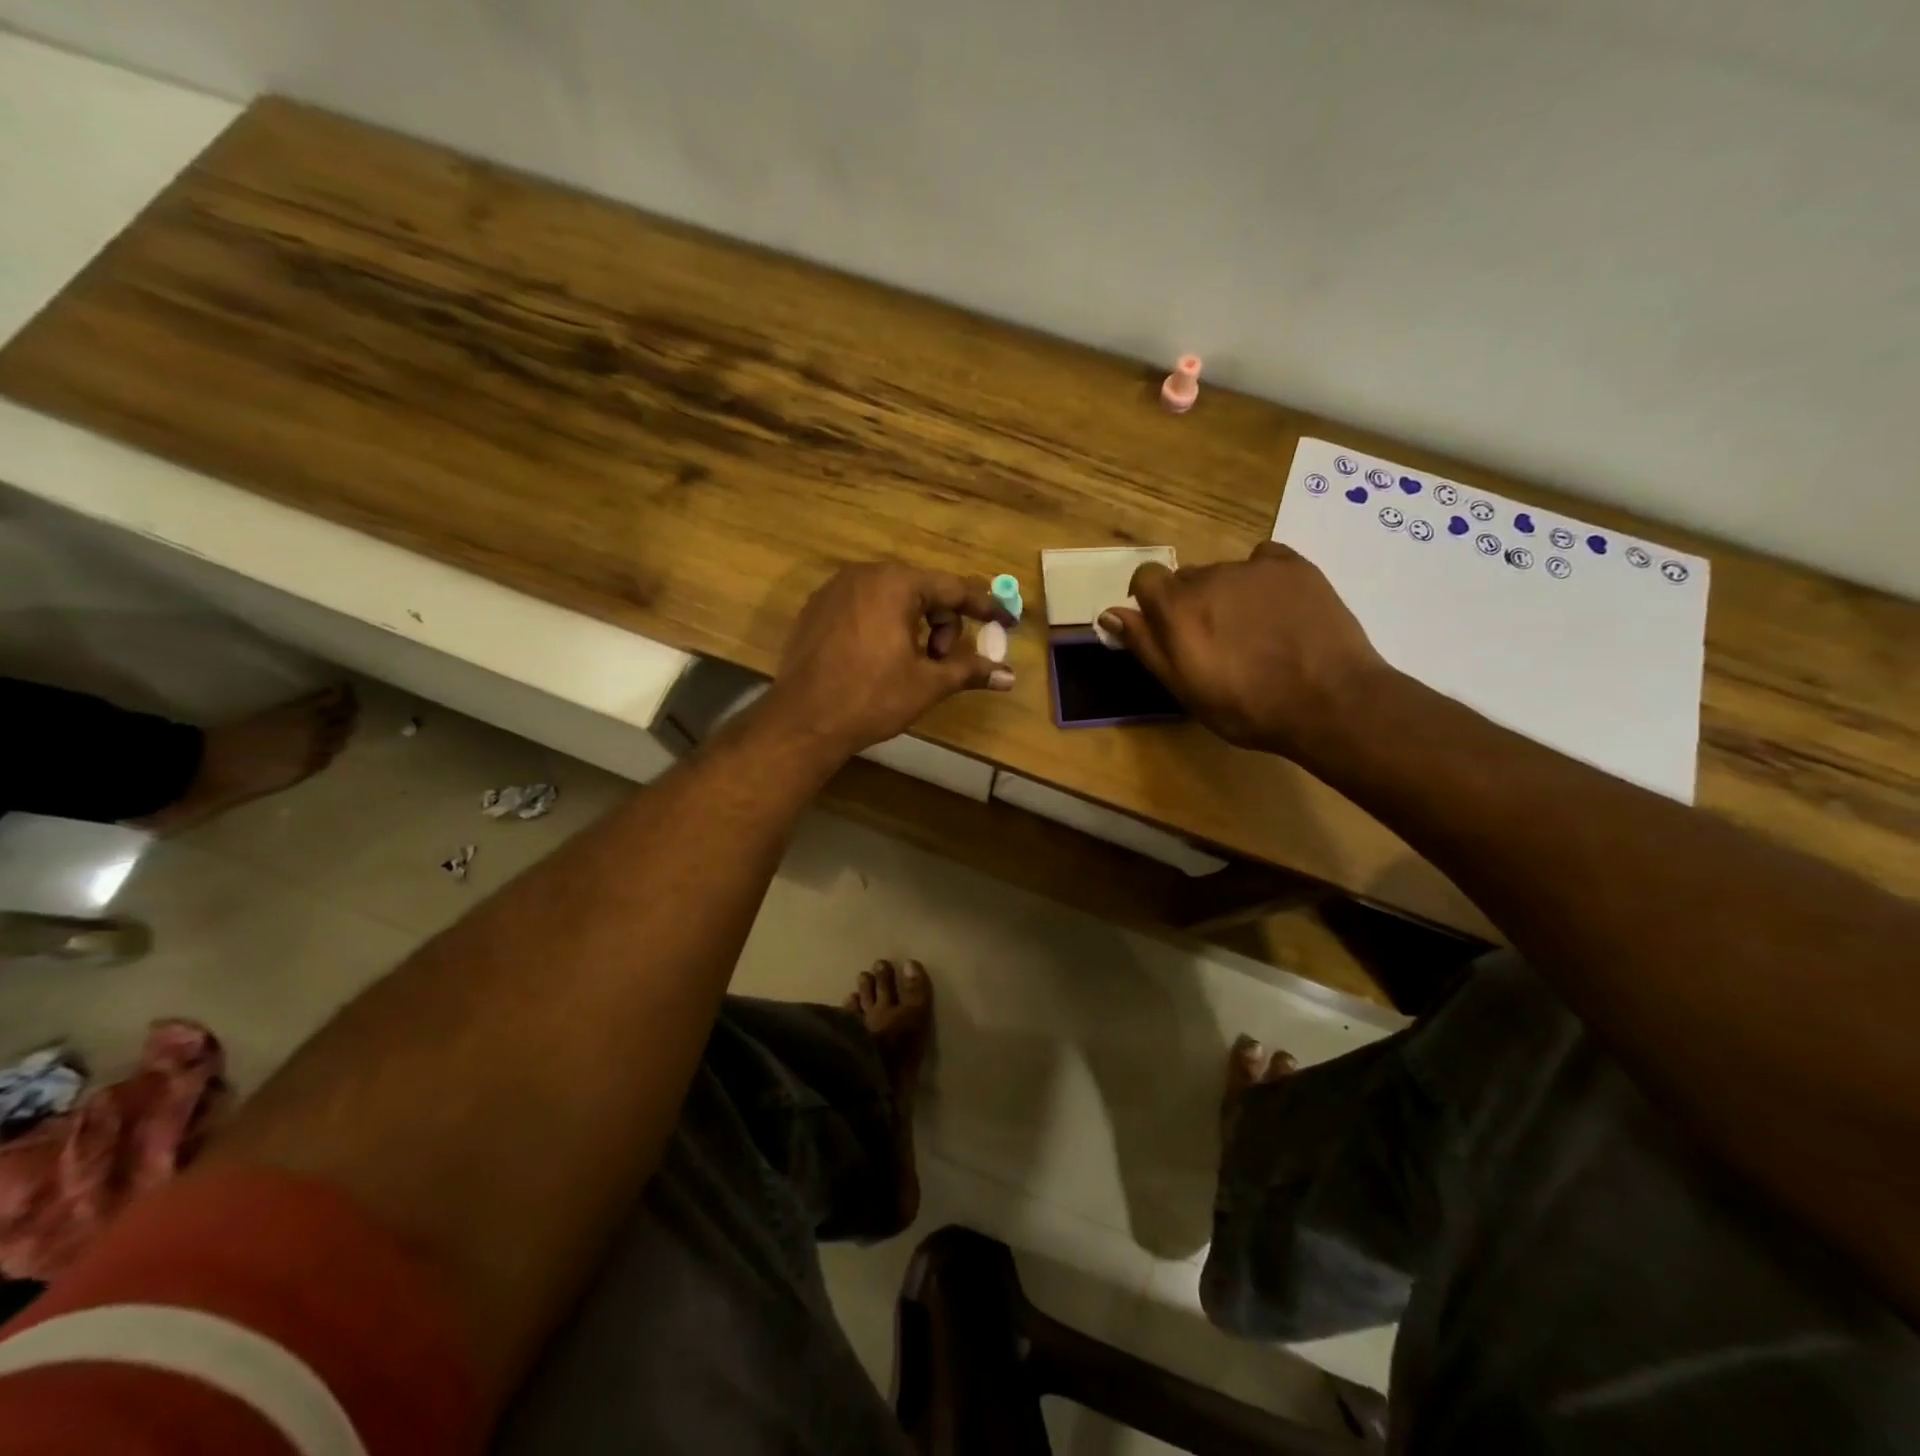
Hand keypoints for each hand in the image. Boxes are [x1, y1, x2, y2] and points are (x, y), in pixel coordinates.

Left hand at [759, 563, 1015, 759]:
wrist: (803, 721)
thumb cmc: (872, 697)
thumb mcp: (928, 683)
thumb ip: (970, 670)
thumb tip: (1009, 677)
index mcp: (895, 584)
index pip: (953, 589)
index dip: (985, 607)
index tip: (1007, 622)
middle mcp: (864, 575)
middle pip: (922, 590)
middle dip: (943, 624)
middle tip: (942, 661)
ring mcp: (834, 590)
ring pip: (892, 598)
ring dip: (914, 626)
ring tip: (911, 664)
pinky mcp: (815, 610)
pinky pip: (864, 608)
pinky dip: (884, 626)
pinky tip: (880, 660)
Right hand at [1099, 542, 1387, 759]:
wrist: (1329, 701)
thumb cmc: (1246, 707)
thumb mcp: (1184, 687)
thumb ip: (1145, 645)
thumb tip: (1110, 613)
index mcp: (1176, 607)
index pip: (1145, 577)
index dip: (1149, 599)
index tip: (1163, 625)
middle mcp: (1209, 576)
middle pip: (1187, 578)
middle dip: (1191, 602)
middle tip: (1215, 641)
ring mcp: (1254, 567)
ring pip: (1225, 573)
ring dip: (1227, 594)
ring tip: (1254, 632)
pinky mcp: (1294, 565)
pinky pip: (1264, 560)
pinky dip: (1262, 579)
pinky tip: (1278, 608)